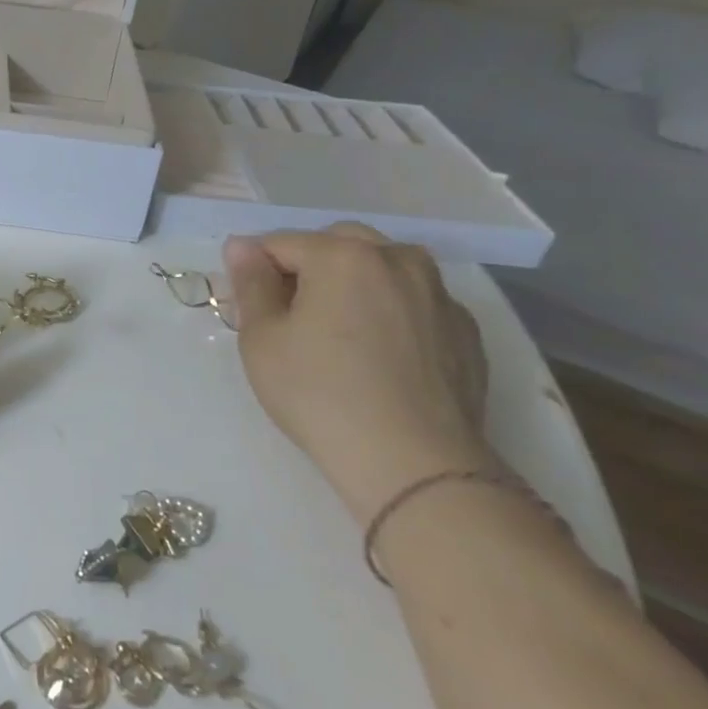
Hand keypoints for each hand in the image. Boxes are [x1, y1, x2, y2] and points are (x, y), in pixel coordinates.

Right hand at [224, 224, 489, 524]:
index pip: (280, 243)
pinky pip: (415, 302)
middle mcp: (398, 260)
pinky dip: (391, 311)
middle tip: (290, 315)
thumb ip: (250, 283)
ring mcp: (439, 294)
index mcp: (342, 255)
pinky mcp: (465, 331)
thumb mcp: (261, 339)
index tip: (247, 306)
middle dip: (308, 267)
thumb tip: (241, 247)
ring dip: (354, 283)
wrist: (415, 465)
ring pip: (383, 267)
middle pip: (337, 244)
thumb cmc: (320, 395)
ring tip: (339, 331)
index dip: (255, 270)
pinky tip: (379, 354)